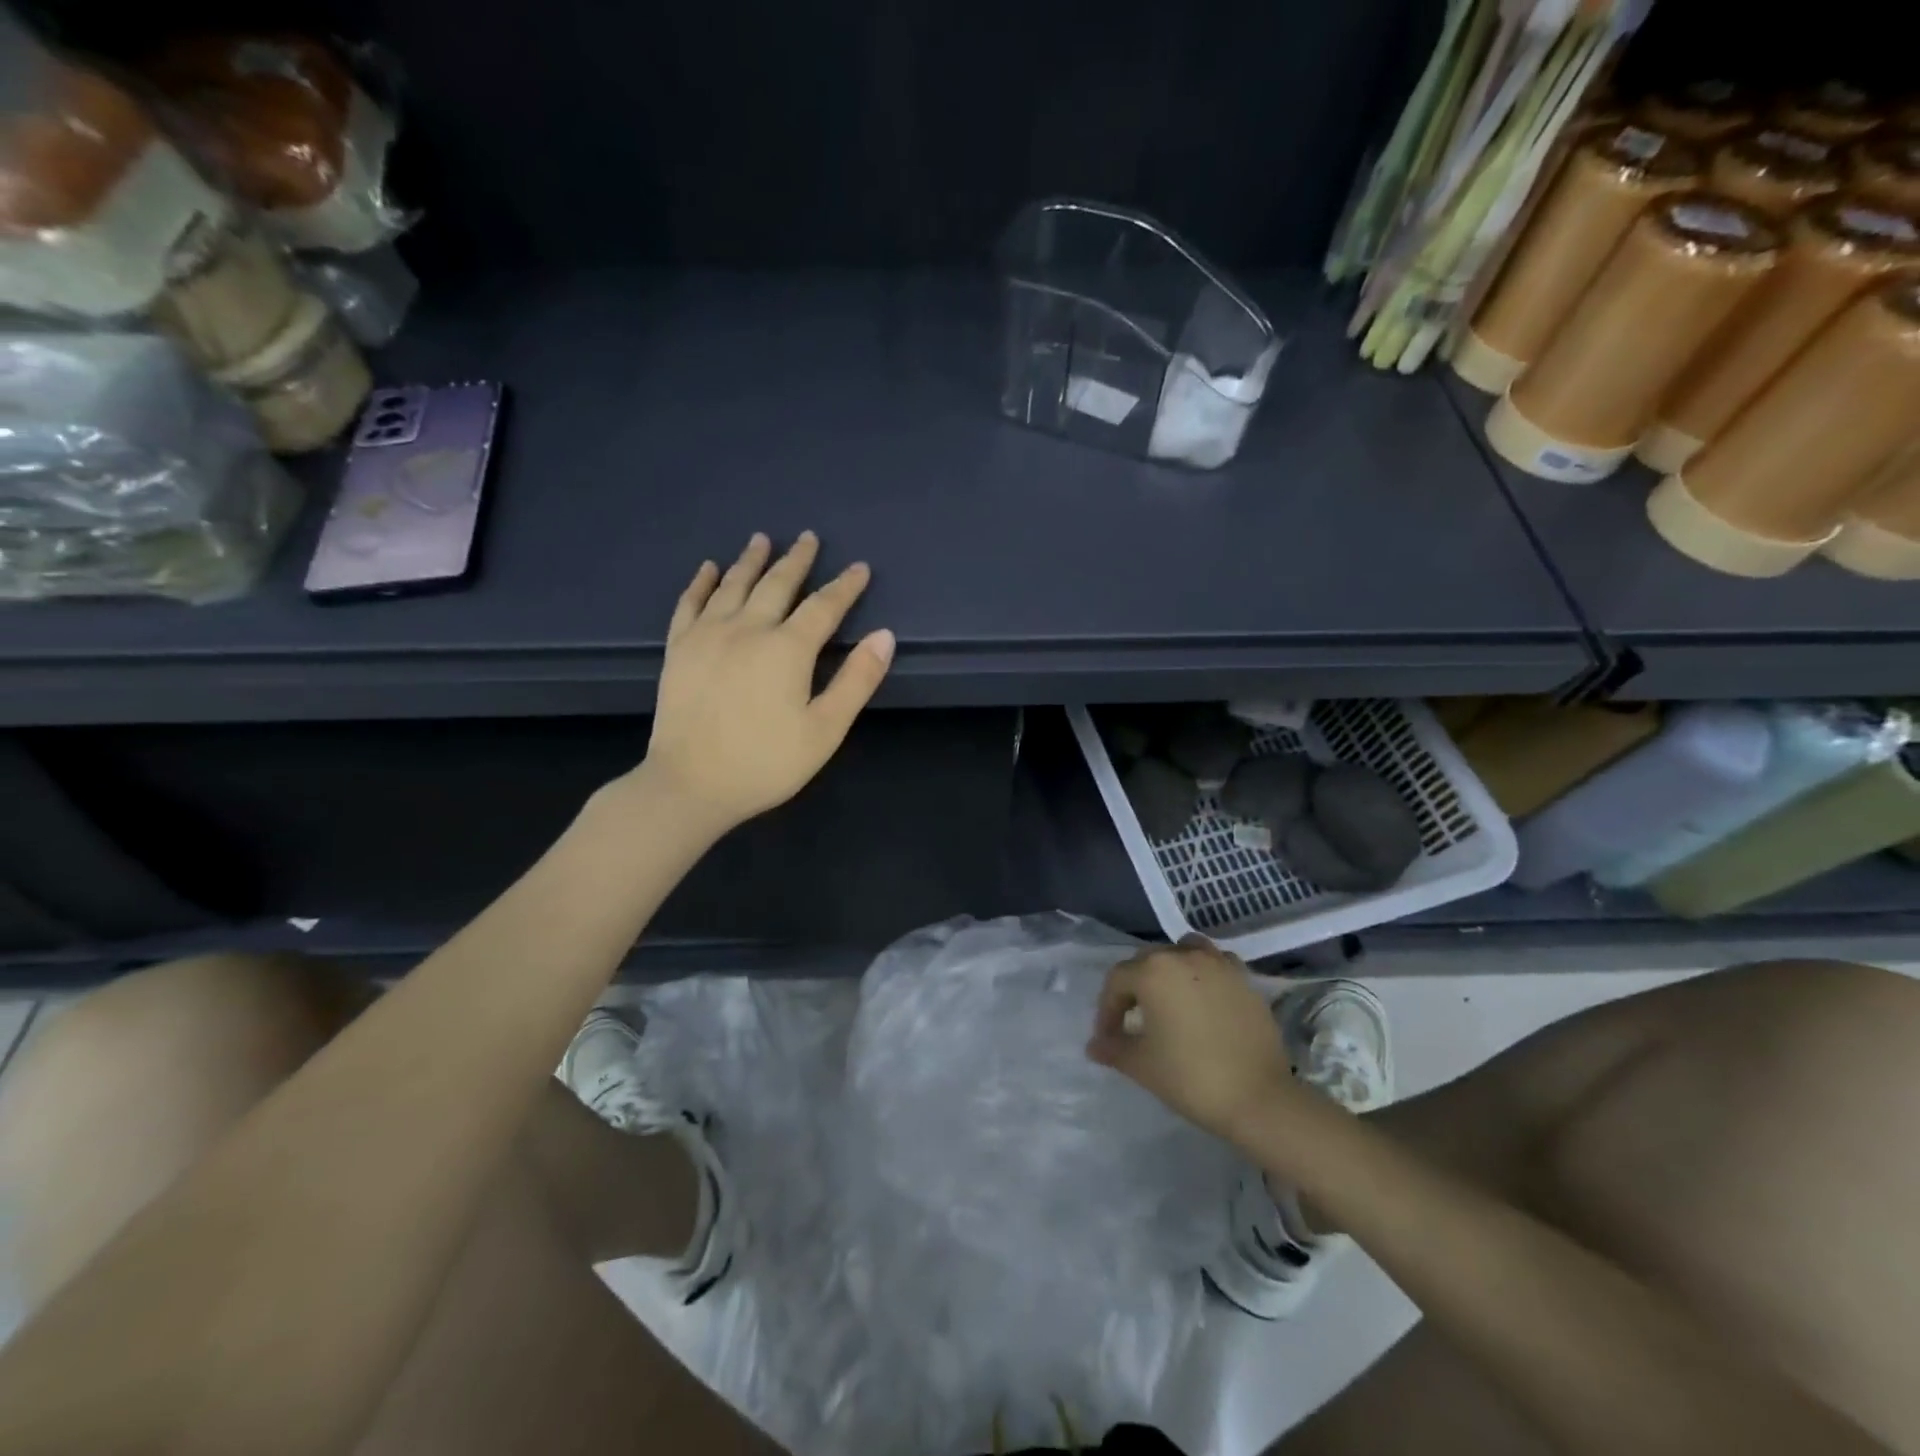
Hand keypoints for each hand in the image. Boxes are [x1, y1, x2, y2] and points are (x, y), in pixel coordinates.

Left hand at [640, 532, 893, 834]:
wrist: (690, 785)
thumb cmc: (765, 763)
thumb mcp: (825, 730)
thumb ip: (856, 681)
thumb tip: (884, 636)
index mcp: (787, 648)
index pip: (824, 606)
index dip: (845, 586)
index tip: (860, 568)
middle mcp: (747, 629)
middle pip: (777, 584)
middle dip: (797, 560)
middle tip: (808, 538)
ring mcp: (707, 635)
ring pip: (733, 585)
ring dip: (751, 560)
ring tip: (762, 539)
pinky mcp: (679, 649)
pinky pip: (690, 603)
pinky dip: (702, 582)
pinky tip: (708, 569)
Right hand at [1088, 937, 1290, 1139]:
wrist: (1258, 1098)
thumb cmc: (1190, 1077)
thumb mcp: (1141, 1065)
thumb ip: (1113, 1048)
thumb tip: (1094, 1046)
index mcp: (1152, 971)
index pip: (1116, 981)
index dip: (1107, 1010)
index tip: (1108, 1039)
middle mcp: (1183, 956)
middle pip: (1147, 961)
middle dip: (1134, 988)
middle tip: (1132, 1021)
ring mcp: (1218, 964)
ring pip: (1183, 952)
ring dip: (1170, 970)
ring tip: (1169, 1000)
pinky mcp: (1244, 978)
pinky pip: (1215, 963)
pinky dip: (1204, 973)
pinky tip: (1203, 998)